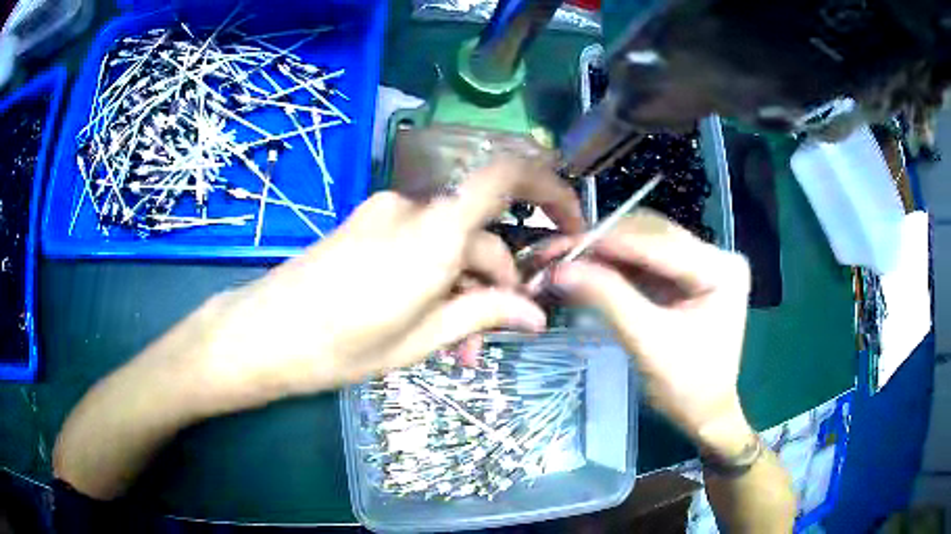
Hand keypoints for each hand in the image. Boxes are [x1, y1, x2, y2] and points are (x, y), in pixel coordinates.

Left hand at [196, 157, 583, 411]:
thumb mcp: (419, 339)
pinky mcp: (368, 224)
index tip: (571, 226)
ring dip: (464, 288)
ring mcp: (386, 213)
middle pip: (480, 234)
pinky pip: (420, 244)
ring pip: (449, 244)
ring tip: (457, 347)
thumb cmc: (338, 346)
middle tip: (494, 338)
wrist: (262, 334)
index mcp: (432, 234)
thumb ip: (482, 315)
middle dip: (498, 284)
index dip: (550, 190)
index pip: (506, 179)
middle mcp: (413, 209)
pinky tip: (428, 319)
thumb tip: (536, 314)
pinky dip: (436, 276)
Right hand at [538, 211, 753, 454]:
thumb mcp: (648, 342)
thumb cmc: (686, 386)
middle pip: (650, 235)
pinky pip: (643, 259)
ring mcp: (700, 262)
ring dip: (604, 250)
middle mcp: (714, 254)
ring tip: (566, 257)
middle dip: (602, 243)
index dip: (607, 243)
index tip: (562, 247)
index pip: (658, 244)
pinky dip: (613, 264)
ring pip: (643, 242)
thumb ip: (607, 299)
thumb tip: (558, 270)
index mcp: (720, 268)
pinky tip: (586, 267)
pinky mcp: (684, 275)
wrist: (703, 413)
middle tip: (558, 252)